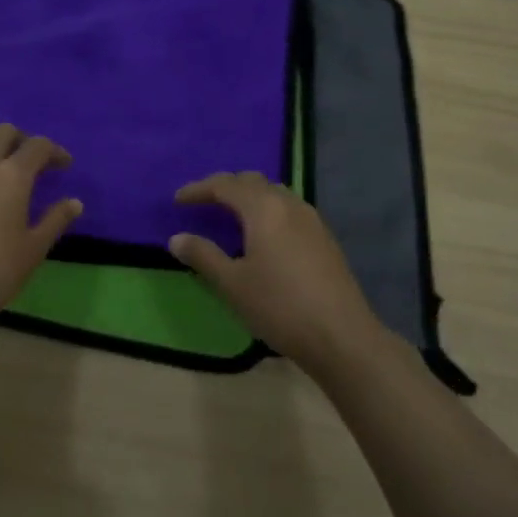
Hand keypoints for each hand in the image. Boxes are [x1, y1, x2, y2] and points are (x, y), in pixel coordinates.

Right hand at [169, 172, 384, 374]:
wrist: (340, 334)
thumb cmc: (279, 306)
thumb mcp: (233, 284)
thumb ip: (203, 256)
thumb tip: (177, 238)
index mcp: (264, 208)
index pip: (225, 185)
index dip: (199, 189)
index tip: (178, 200)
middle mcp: (289, 204)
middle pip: (252, 182)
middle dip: (225, 187)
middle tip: (204, 203)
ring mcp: (312, 219)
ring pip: (275, 193)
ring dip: (250, 197)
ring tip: (232, 216)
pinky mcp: (325, 237)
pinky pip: (289, 209)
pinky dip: (269, 210)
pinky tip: (264, 236)